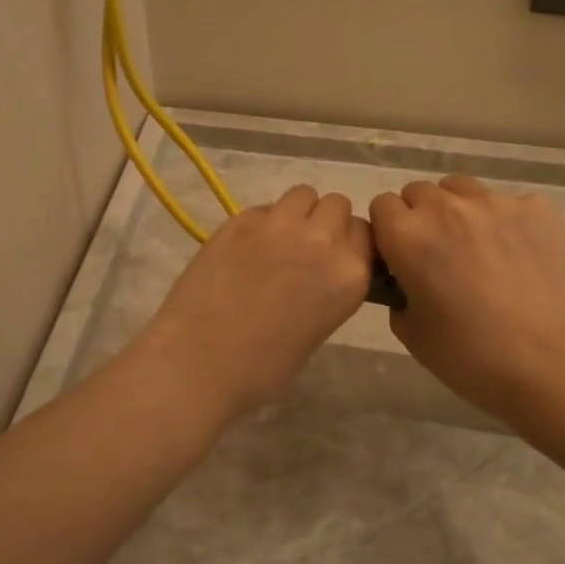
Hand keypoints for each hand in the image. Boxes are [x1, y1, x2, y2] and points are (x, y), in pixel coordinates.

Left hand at [136, 185, 373, 416]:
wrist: (199, 361)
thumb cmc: (263, 368)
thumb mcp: (317, 331)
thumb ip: (328, 290)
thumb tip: (317, 275)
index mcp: (349, 275)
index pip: (365, 234)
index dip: (349, 243)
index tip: (334, 257)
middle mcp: (321, 241)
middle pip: (337, 205)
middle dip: (325, 222)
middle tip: (305, 249)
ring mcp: (279, 225)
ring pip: (303, 195)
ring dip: (297, 213)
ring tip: (277, 241)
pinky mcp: (240, 219)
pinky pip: (264, 208)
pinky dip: (261, 223)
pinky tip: (244, 250)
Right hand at [369, 176, 564, 424]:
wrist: (551, 366)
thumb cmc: (470, 358)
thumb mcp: (411, 333)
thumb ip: (399, 293)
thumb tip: (409, 279)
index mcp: (408, 236)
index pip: (382, 205)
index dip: (389, 231)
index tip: (402, 256)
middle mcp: (447, 208)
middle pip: (419, 192)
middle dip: (422, 217)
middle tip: (441, 256)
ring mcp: (496, 203)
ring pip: (462, 190)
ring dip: (459, 211)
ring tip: (479, 250)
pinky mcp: (537, 208)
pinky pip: (508, 204)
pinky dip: (506, 223)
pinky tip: (519, 257)